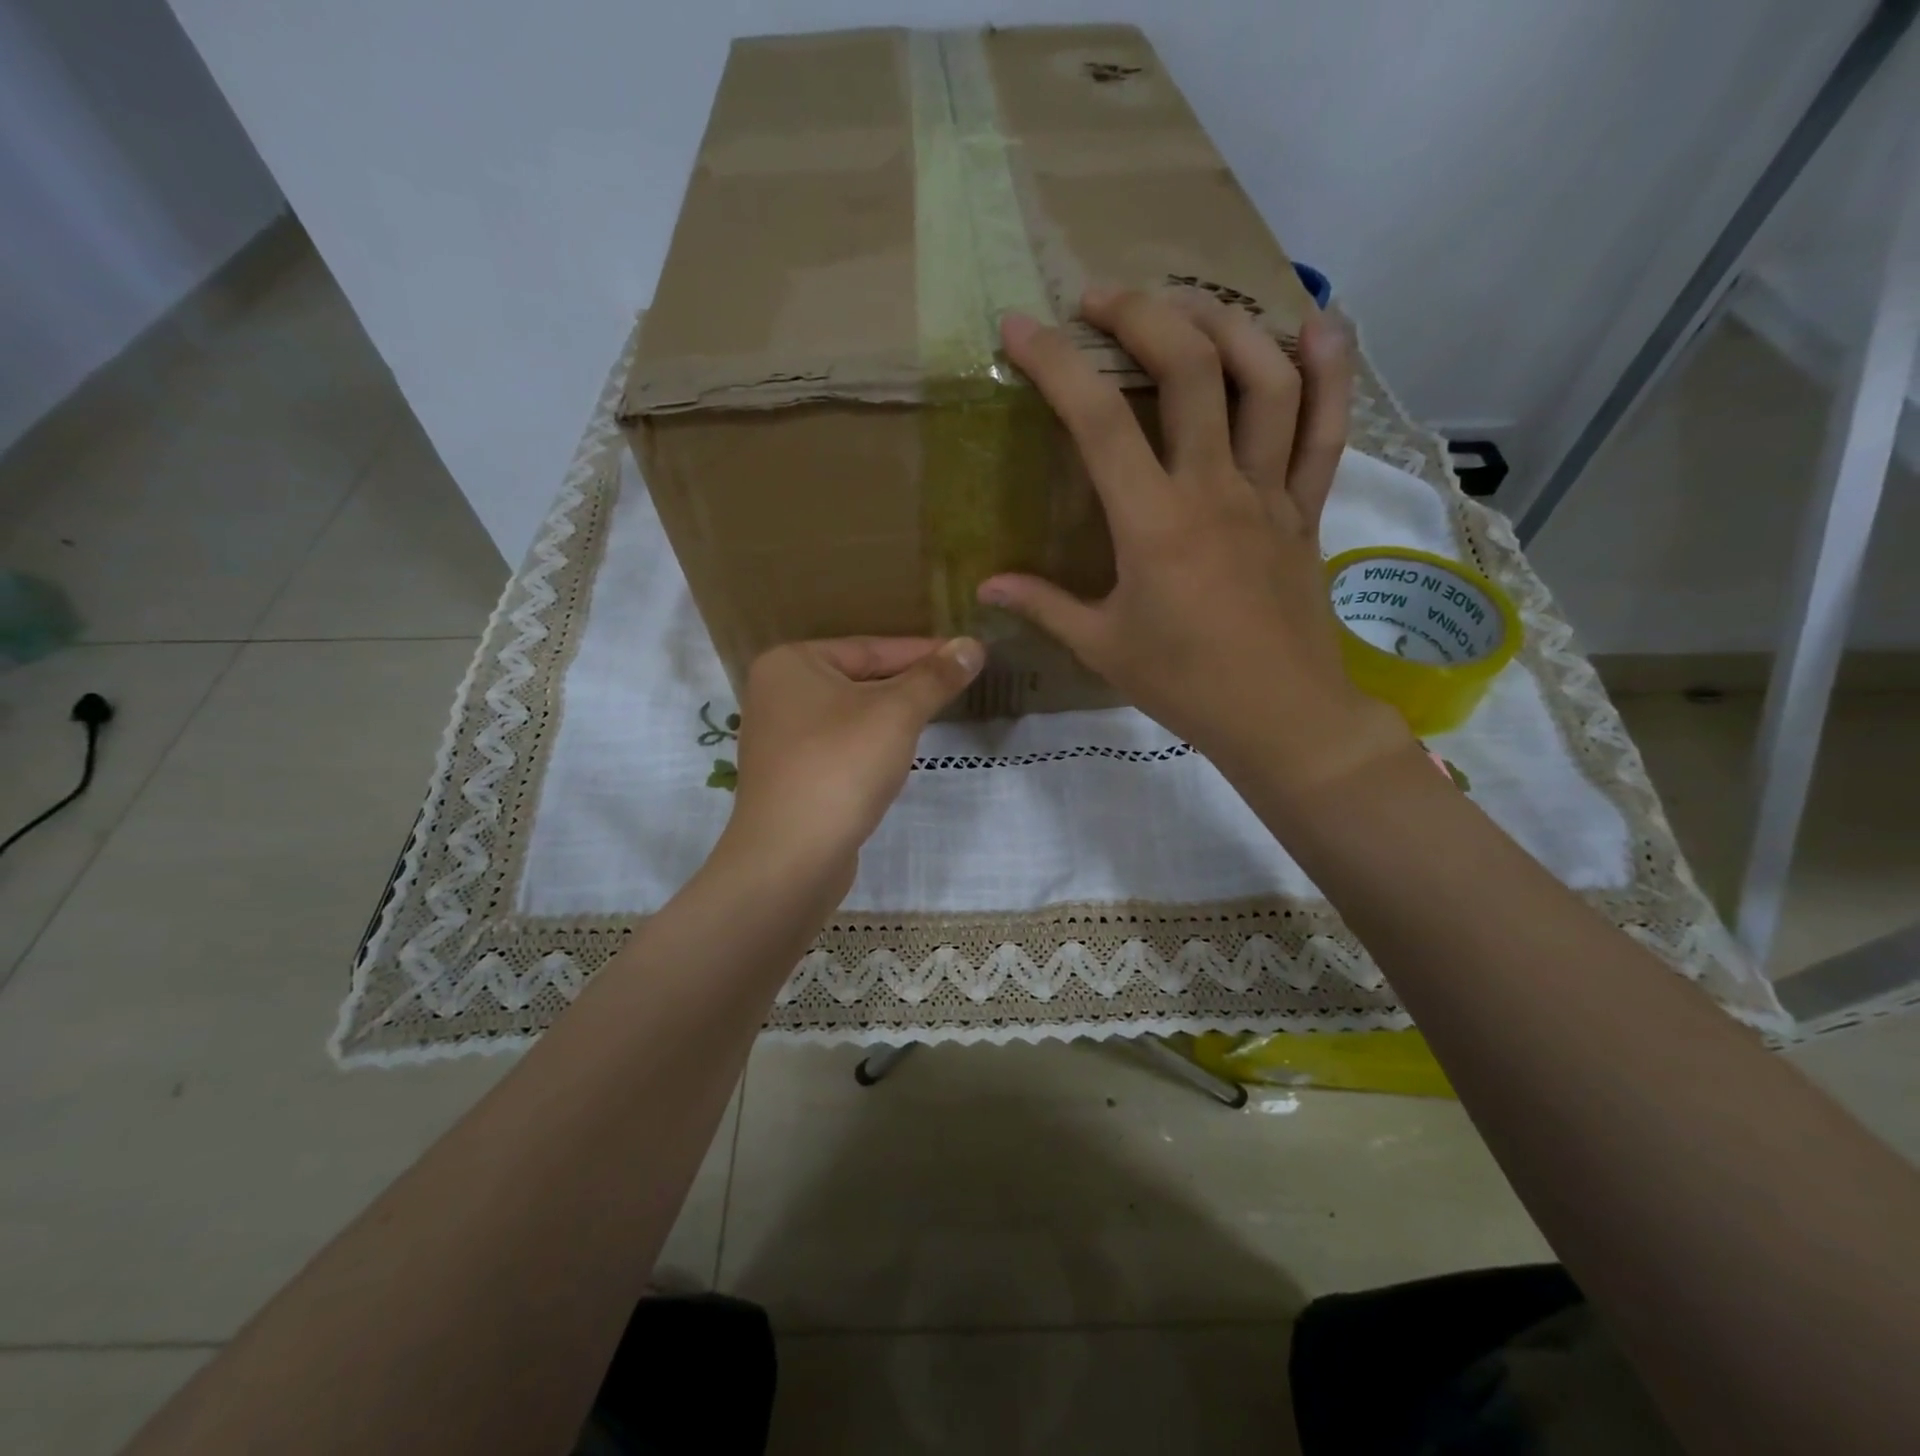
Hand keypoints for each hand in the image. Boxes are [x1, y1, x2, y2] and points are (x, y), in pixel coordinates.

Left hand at [720, 637, 983, 893]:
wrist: (791, 857)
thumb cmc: (841, 767)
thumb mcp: (897, 714)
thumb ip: (935, 678)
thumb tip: (973, 646)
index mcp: (791, 663)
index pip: (870, 647)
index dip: (923, 652)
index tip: (966, 655)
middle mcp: (777, 694)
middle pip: (859, 679)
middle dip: (908, 685)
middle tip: (958, 684)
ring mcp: (780, 738)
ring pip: (851, 715)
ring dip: (891, 717)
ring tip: (935, 715)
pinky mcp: (791, 776)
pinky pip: (840, 746)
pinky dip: (870, 746)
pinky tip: (897, 756)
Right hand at [978, 287, 1410, 798]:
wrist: (1280, 716)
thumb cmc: (1184, 685)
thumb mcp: (1102, 648)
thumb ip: (1044, 606)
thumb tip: (987, 586)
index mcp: (1153, 524)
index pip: (1096, 420)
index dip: (1054, 363)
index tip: (1019, 327)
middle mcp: (1215, 489)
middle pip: (1189, 369)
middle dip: (1141, 314)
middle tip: (1100, 299)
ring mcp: (1269, 493)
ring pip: (1266, 380)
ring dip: (1226, 324)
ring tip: (1186, 306)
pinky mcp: (1306, 510)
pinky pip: (1326, 431)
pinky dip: (1329, 373)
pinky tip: (1316, 326)